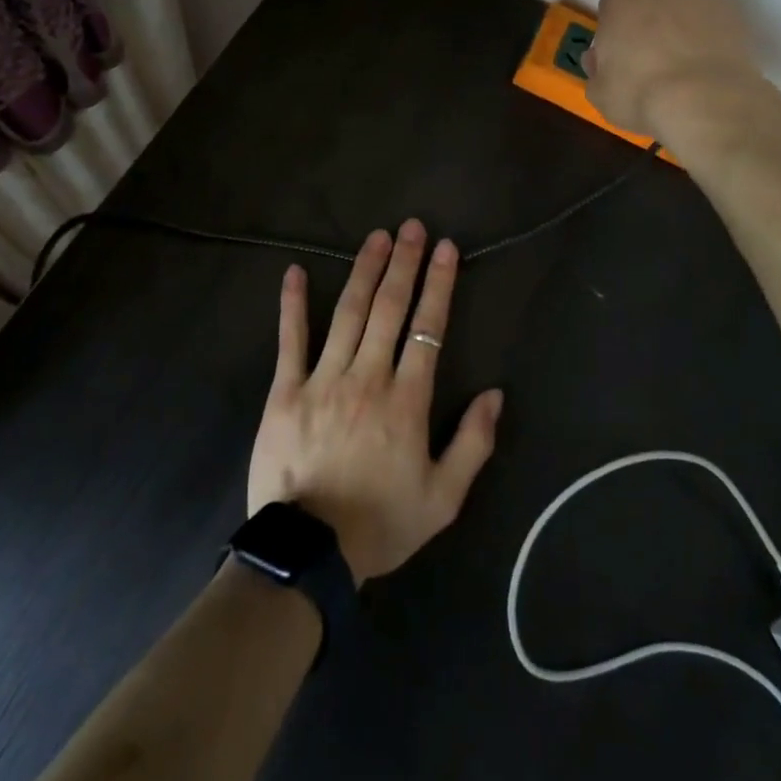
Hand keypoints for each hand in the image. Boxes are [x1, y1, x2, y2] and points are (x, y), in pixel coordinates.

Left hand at [247, 220, 503, 585]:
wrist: (308, 554)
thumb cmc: (381, 524)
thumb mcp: (443, 498)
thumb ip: (473, 444)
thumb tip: (495, 393)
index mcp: (406, 400)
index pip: (427, 329)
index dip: (439, 285)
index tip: (446, 248)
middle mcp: (367, 377)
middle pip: (389, 308)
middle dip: (405, 264)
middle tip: (413, 227)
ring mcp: (323, 379)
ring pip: (348, 313)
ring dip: (364, 270)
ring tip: (377, 237)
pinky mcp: (285, 390)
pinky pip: (290, 340)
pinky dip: (292, 304)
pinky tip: (294, 272)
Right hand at [585, 0, 764, 141]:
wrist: (706, 101)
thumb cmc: (640, 93)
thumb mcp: (600, 93)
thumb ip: (596, 70)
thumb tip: (599, 60)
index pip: (612, 4)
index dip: (614, 30)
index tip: (619, 55)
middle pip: (650, 0)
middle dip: (649, 23)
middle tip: (650, 60)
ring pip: (685, 8)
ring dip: (682, 27)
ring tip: (684, 65)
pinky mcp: (736, 14)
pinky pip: (714, 23)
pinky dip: (710, 38)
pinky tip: (707, 68)